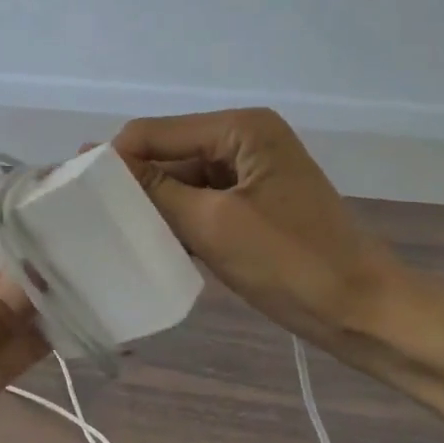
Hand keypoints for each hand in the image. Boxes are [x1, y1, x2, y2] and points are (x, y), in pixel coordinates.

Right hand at [112, 109, 443, 383]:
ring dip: (154, 205)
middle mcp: (245, 138)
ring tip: (113, 234)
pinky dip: (179, 219)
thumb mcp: (214, 225)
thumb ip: (155, 190)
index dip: (115, 159)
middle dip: (134, 184)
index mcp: (241, 128)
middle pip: (169, 153)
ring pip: (183, 180)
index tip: (75, 195)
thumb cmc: (293, 265)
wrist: (367, 314)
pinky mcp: (254, 202)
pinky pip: (202, 201)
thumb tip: (97, 160)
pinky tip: (154, 244)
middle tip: (90, 219)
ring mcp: (251, 171)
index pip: (156, 132)